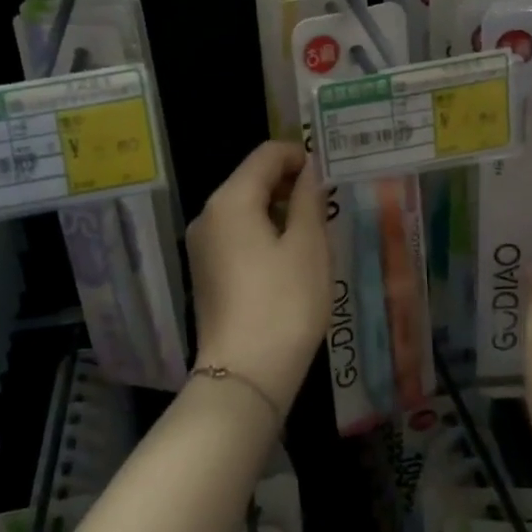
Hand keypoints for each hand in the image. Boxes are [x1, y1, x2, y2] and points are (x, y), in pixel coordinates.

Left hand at [187, 141, 332, 411]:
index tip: (329, 176)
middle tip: (327, 203)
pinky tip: (289, 258)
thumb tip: (308, 171)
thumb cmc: (284, 304)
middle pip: (252, 179)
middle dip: (290, 184)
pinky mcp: (206, 272)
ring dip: (278, 210)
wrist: (245, 376)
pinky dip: (263, 233)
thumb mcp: (307, 246)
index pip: (267, 154)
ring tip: (314, 232)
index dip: (300, 156)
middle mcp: (208, 215)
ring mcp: (202, 246)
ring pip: (245, 208)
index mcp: (230, 200)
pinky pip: (237, 235)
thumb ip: (308, 199)